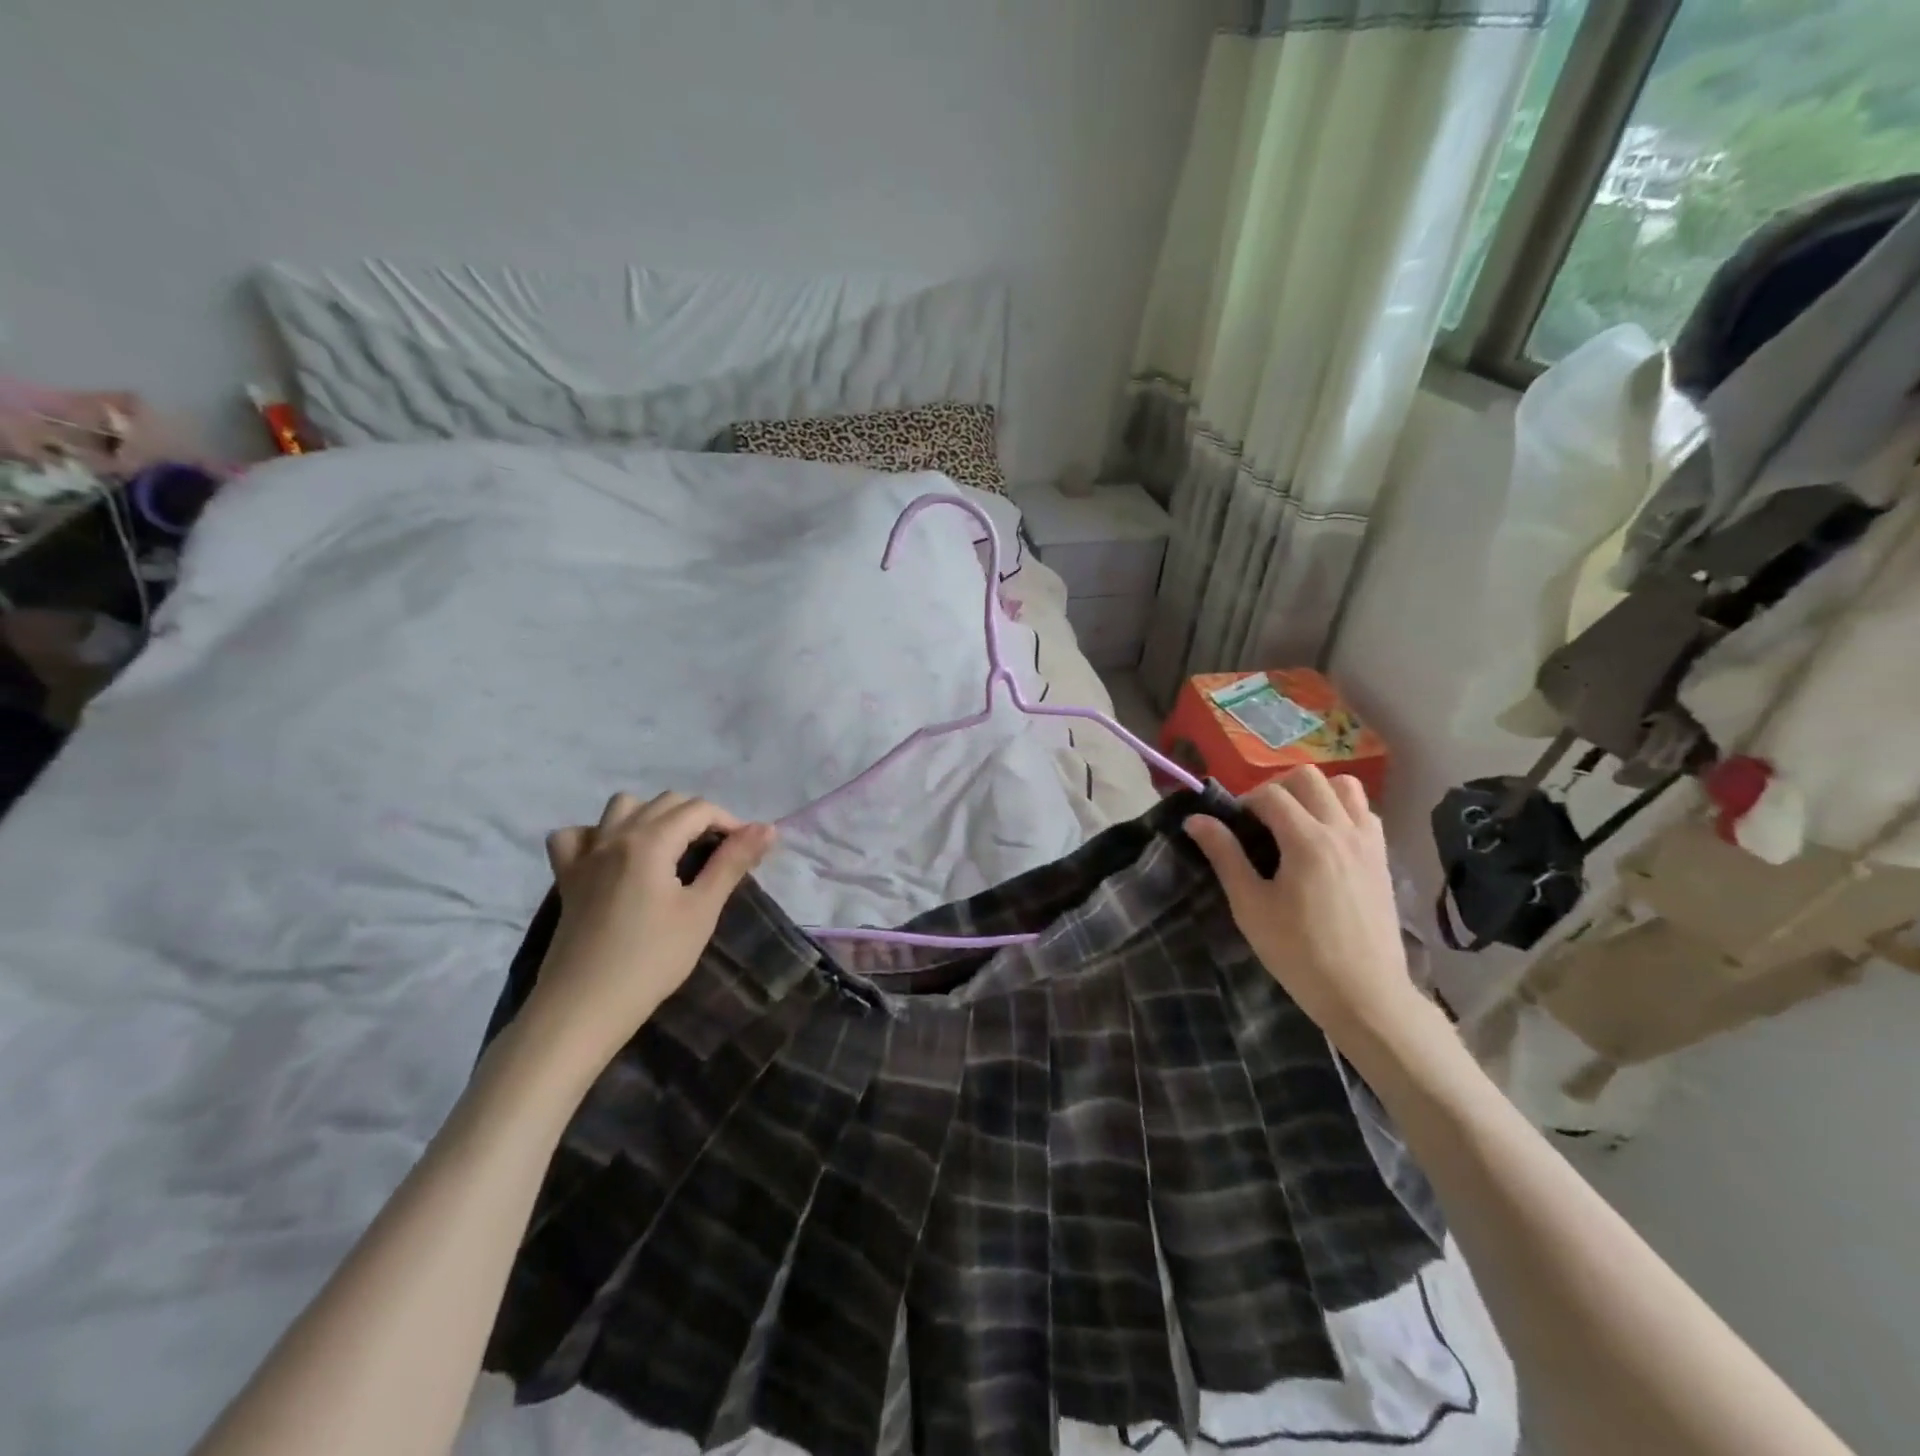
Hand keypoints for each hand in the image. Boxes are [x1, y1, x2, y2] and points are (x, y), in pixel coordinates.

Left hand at [523, 792, 775, 1069]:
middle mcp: (615, 835)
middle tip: (718, 853)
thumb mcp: (701, 911)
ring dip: (652, 815)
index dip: (730, 823)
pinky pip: (576, 836)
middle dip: (698, 817)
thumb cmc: (652, 960)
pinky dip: (597, 835)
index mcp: (650, 841)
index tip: (746, 852)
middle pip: (665, 802)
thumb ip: (732, 863)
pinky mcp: (566, 877)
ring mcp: (585, 855)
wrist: (583, 1008)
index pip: (698, 809)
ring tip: (670, 848)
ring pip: (621, 807)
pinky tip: (613, 857)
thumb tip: (766, 828)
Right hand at [1185, 767, 1427, 1051]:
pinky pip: (1365, 814)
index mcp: (1307, 840)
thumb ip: (1224, 856)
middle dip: (1279, 789)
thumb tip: (1196, 819)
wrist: (1365, 995)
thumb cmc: (1299, 953)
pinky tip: (1326, 843)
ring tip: (1297, 824)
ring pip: (1345, 787)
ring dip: (1316, 794)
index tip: (1233, 827)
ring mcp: (1369, 843)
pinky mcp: (1383, 860)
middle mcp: (1342, 830)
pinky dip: (1343, 812)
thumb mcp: (1250, 906)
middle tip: (1262, 821)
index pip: (1271, 794)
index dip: (1245, 802)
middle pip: (1309, 778)